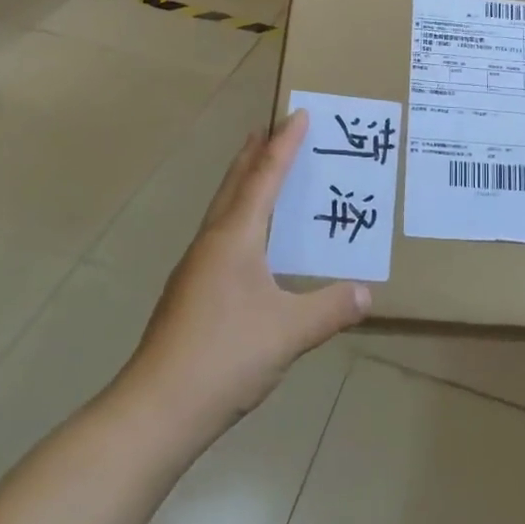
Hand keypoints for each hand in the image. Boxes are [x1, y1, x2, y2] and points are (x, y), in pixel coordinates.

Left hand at [127, 110, 369, 438]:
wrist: (156, 410)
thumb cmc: (225, 355)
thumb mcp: (289, 332)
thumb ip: (331, 308)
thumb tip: (368, 292)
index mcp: (235, 237)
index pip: (265, 177)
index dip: (284, 144)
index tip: (298, 113)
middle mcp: (212, 242)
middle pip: (235, 184)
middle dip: (254, 153)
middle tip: (269, 126)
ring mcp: (195, 268)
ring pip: (223, 209)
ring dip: (242, 183)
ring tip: (260, 171)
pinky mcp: (189, 293)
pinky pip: (220, 235)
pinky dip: (238, 216)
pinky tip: (249, 241)